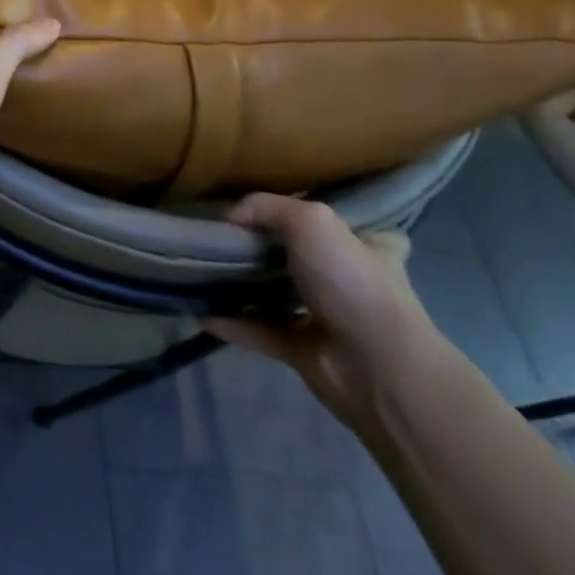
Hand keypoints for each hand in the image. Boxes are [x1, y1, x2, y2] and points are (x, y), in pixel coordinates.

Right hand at [203, 193, 445, 435]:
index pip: (351, 227)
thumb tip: (230, 215)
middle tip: (224, 234)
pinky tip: (198, 308)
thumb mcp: (311, 221)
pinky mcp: (303, 350)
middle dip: (268, 248)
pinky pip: (258, 330)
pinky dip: (230, 321)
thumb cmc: (353, 283)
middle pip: (303, 258)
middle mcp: (350, 283)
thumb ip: (267, 206)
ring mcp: (327, 319)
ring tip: (202, 266)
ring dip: (244, 285)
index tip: (284, 210)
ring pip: (278, 295)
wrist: (376, 367)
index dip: (321, 218)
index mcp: (367, 250)